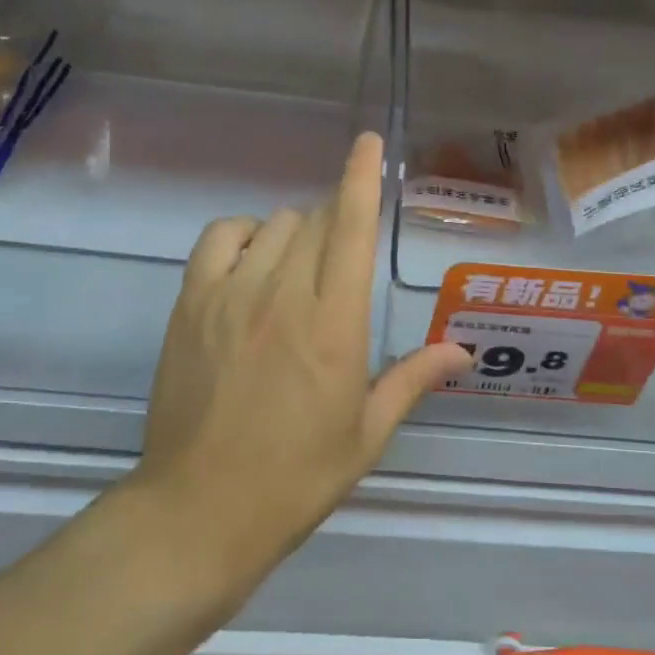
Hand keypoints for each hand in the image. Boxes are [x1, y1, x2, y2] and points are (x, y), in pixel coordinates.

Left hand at [132, 133, 470, 588]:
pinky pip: (220, 237)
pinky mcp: (191, 304)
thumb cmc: (296, 477)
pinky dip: (242, 234)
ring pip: (272, 224)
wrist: (199, 511)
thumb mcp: (367, 433)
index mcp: (334, 324)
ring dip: (295, 232)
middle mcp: (284, 295)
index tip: (369, 143)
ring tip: (298, 270)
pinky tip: (252, 261)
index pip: (351, 228)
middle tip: (340, 261)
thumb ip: (413, 379)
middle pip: (314, 221)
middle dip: (335, 222)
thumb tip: (463, 351)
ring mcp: (231, 295)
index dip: (361, 178)